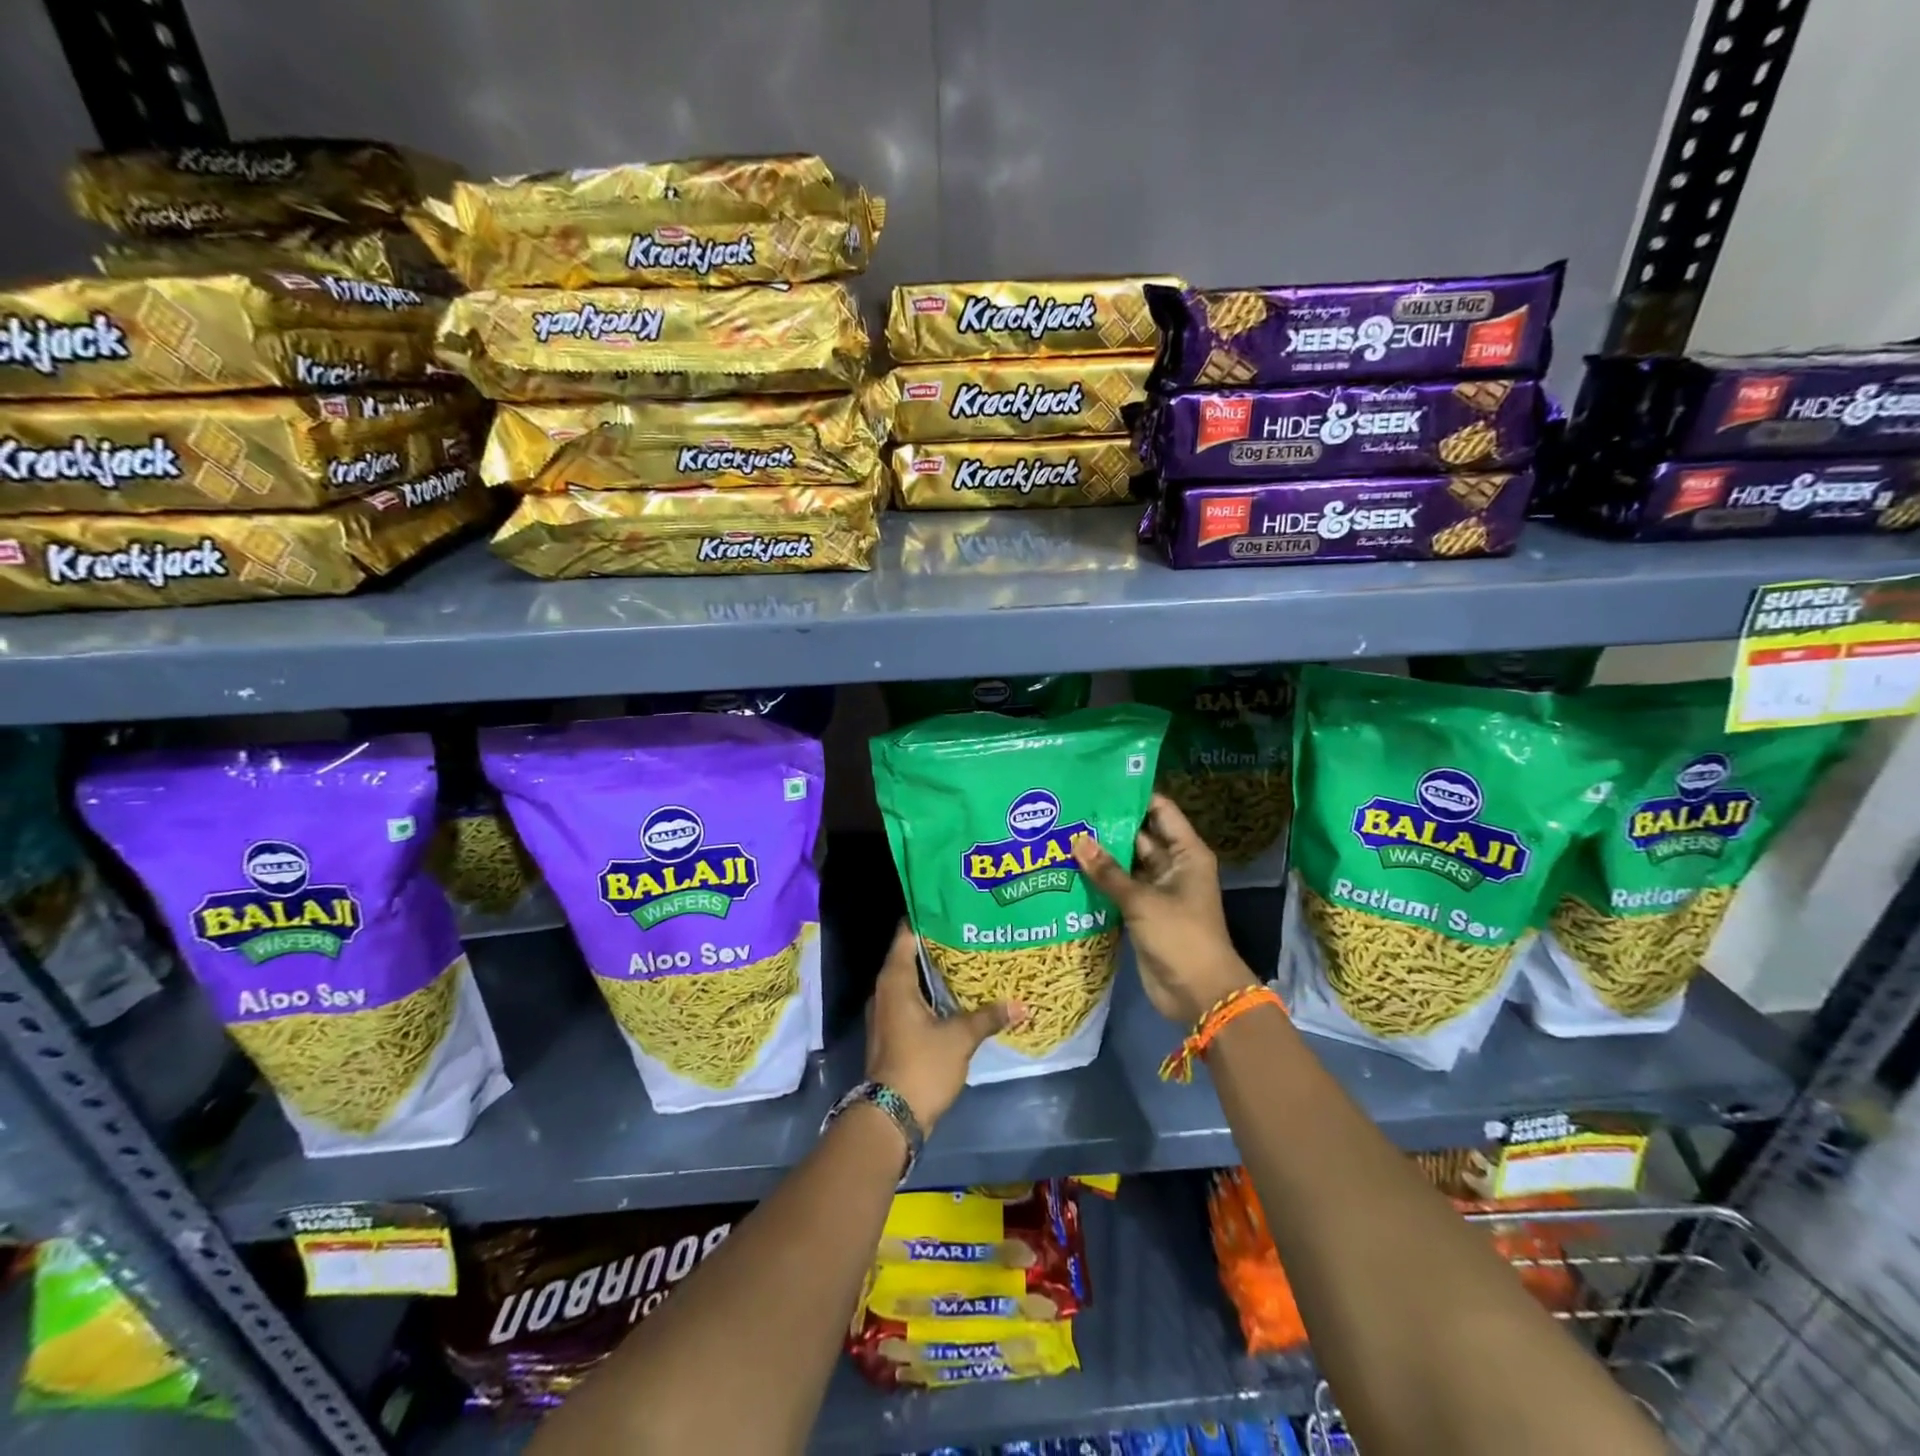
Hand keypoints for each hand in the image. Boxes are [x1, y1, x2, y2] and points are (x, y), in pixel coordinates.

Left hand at [866, 922, 1022, 1132]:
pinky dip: (932, 993)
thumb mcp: (960, 1038)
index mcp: (895, 981)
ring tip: (969, 958)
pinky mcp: (893, 1032)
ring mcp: (887, 1012)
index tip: (953, 907)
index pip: (907, 935)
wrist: (891, 1117)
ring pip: (912, 980)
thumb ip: (988, 1016)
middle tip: (971, 931)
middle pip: (910, 955)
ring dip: (936, 971)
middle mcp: (886, 990)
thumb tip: (1021, 1004)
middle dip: (938, 944)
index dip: (928, 918)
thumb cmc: (921, 1065)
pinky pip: (913, 1000)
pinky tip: (957, 995)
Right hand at [1073, 793, 1256, 1024]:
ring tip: (1061, 834)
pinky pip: (1119, 889)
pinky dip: (1100, 882)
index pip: (1160, 811)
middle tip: (1069, 809)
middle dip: (1107, 826)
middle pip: (1139, 836)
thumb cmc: (1180, 936)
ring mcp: (1157, 890)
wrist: (1199, 993)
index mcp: (1185, 853)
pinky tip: (1068, 870)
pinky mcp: (1143, 913)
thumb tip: (1077, 840)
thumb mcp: (1142, 900)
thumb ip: (1108, 872)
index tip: (1099, 784)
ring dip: (1100, 855)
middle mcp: (1172, 866)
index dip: (1133, 796)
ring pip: (1126, 864)